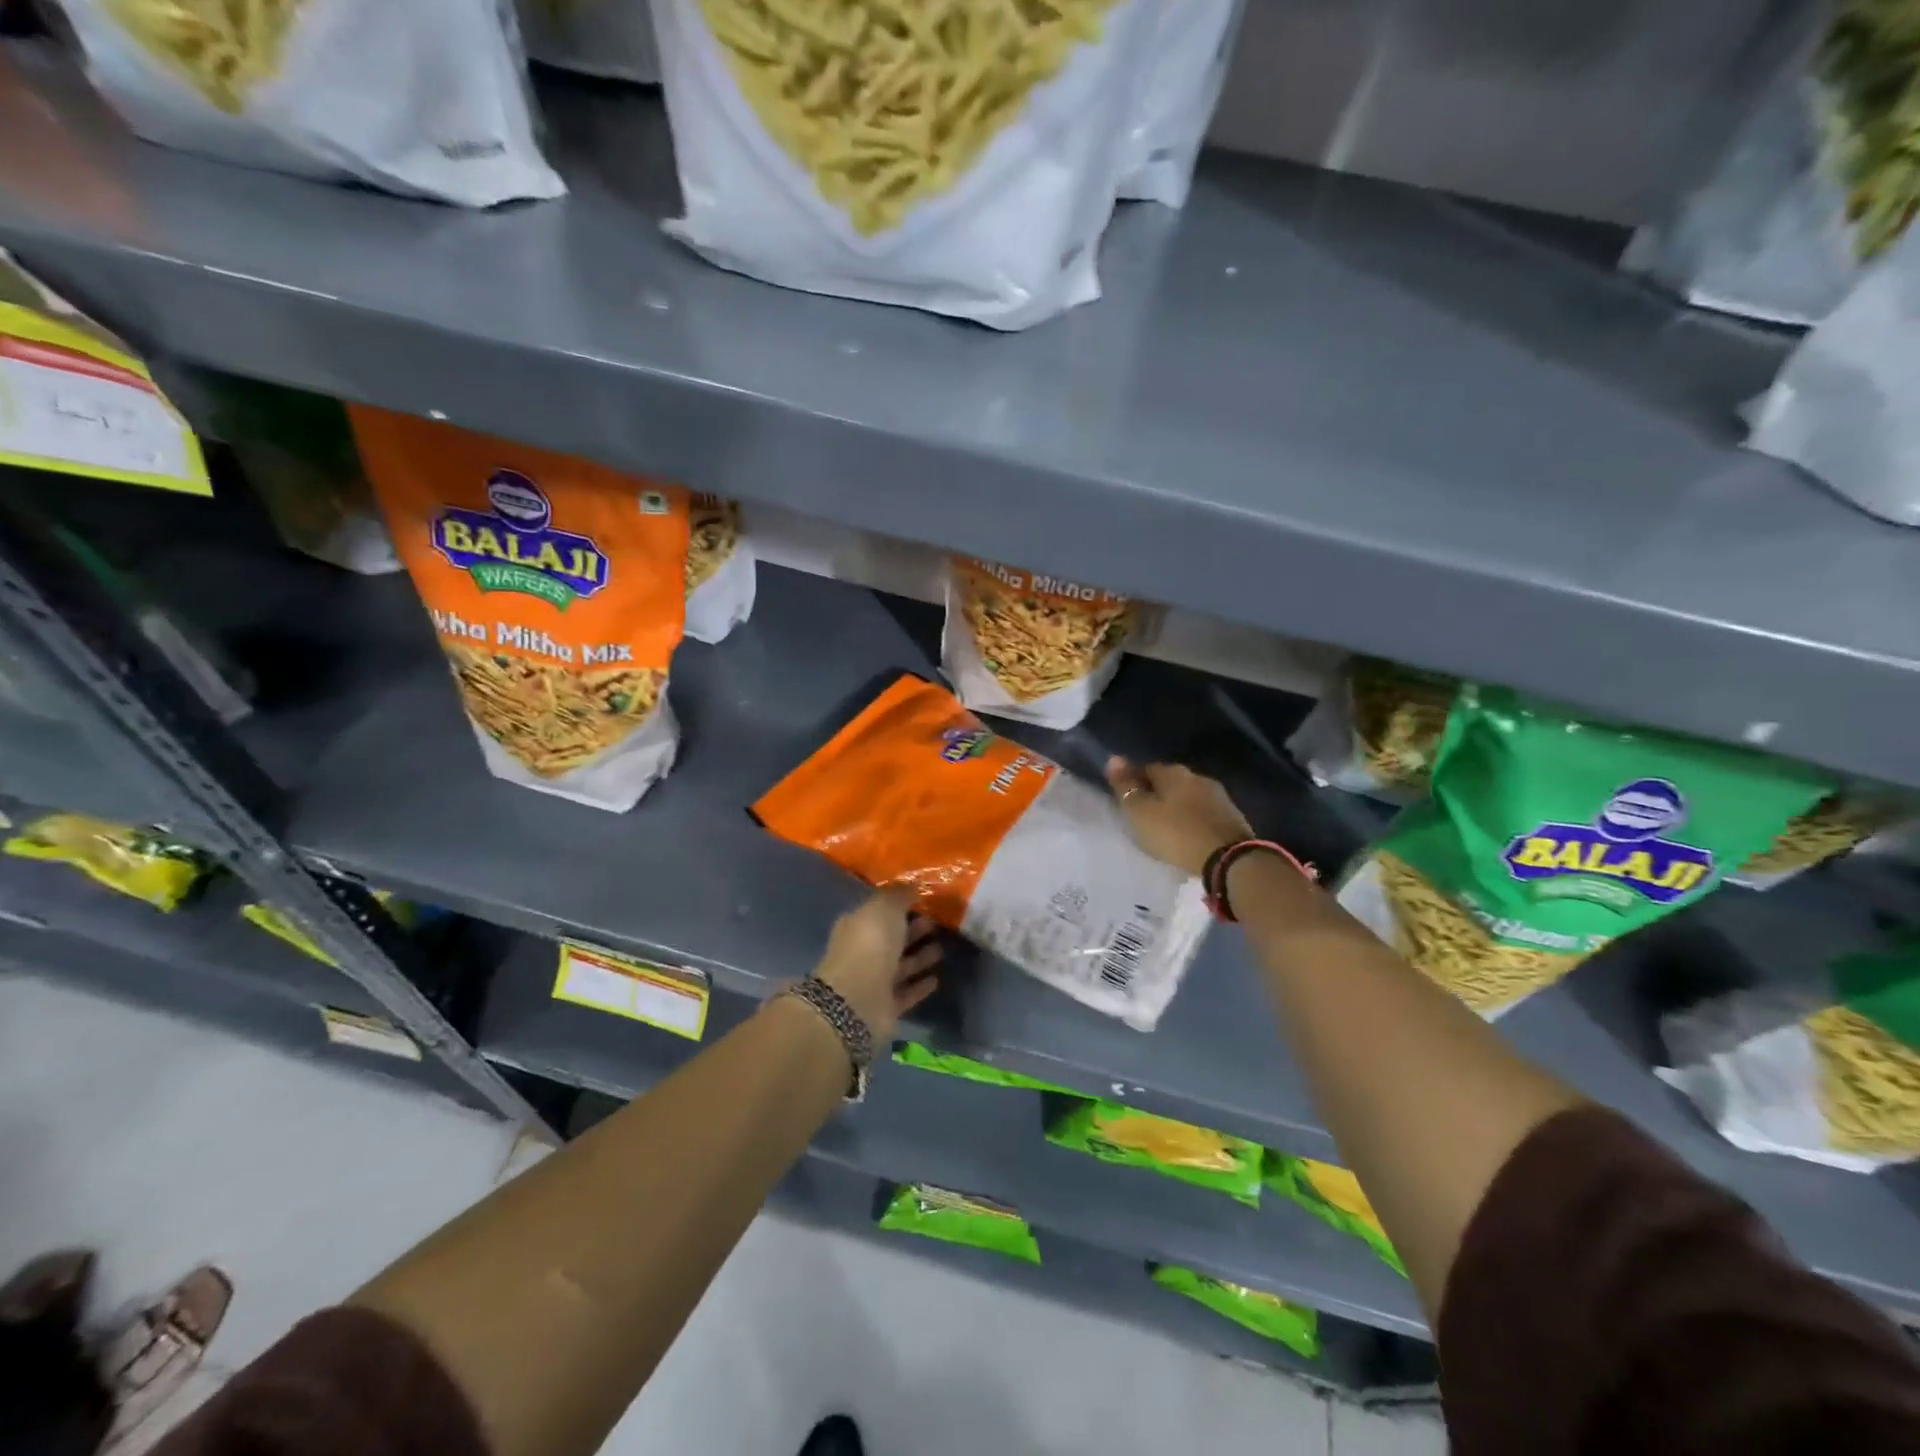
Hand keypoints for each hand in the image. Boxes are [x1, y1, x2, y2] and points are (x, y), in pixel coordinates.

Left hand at [811, 888, 942, 1040]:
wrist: (857, 999)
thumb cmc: (870, 945)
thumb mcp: (885, 908)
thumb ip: (899, 896)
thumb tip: (913, 886)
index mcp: (857, 925)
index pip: (879, 912)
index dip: (900, 906)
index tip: (924, 901)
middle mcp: (863, 952)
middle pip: (892, 939)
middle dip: (913, 930)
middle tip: (937, 923)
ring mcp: (874, 981)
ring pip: (901, 966)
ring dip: (920, 958)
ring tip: (942, 949)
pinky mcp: (886, 1006)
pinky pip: (907, 992)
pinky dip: (920, 986)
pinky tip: (936, 979)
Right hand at [1105, 757, 1251, 876]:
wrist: (1229, 860)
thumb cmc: (1176, 833)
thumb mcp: (1141, 812)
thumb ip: (1126, 787)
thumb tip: (1113, 758)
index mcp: (1174, 773)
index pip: (1146, 768)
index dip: (1133, 780)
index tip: (1124, 795)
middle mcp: (1197, 777)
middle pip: (1170, 781)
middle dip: (1156, 792)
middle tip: (1142, 811)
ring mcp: (1218, 797)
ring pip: (1189, 796)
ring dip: (1176, 805)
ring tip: (1164, 824)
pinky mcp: (1232, 817)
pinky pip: (1203, 813)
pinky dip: (1192, 818)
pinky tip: (1186, 832)